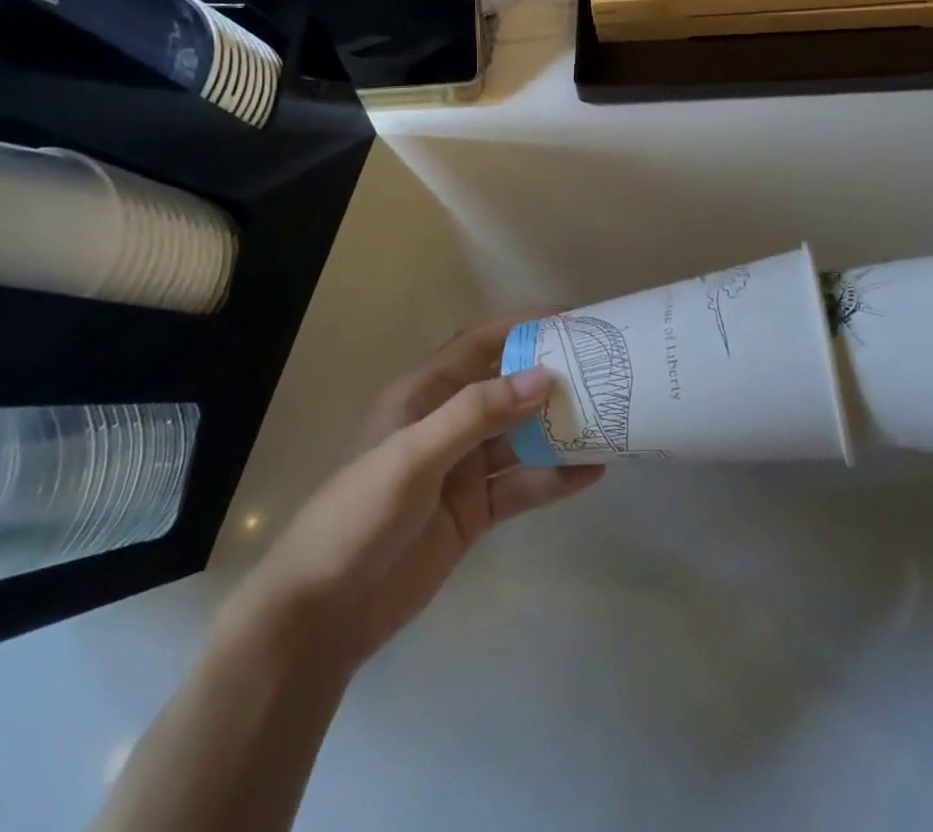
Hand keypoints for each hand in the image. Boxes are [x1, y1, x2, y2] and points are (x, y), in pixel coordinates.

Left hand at [225, 316, 603, 677]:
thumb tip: (543, 376)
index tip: (569, 319)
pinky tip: (592, 473)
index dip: (521, 327)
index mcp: (424, 396)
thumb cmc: (360, 515)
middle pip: (508, 389)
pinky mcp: (474, 512)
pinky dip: (554, 479)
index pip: (479, 346)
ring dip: (559, 430)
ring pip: (521, 438)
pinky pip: (522, 486)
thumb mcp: (415, 455)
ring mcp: (463, 470)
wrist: (323, 614)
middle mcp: (447, 424)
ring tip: (609, 419)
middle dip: (550, 378)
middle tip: (602, 369)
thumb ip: (478, 413)